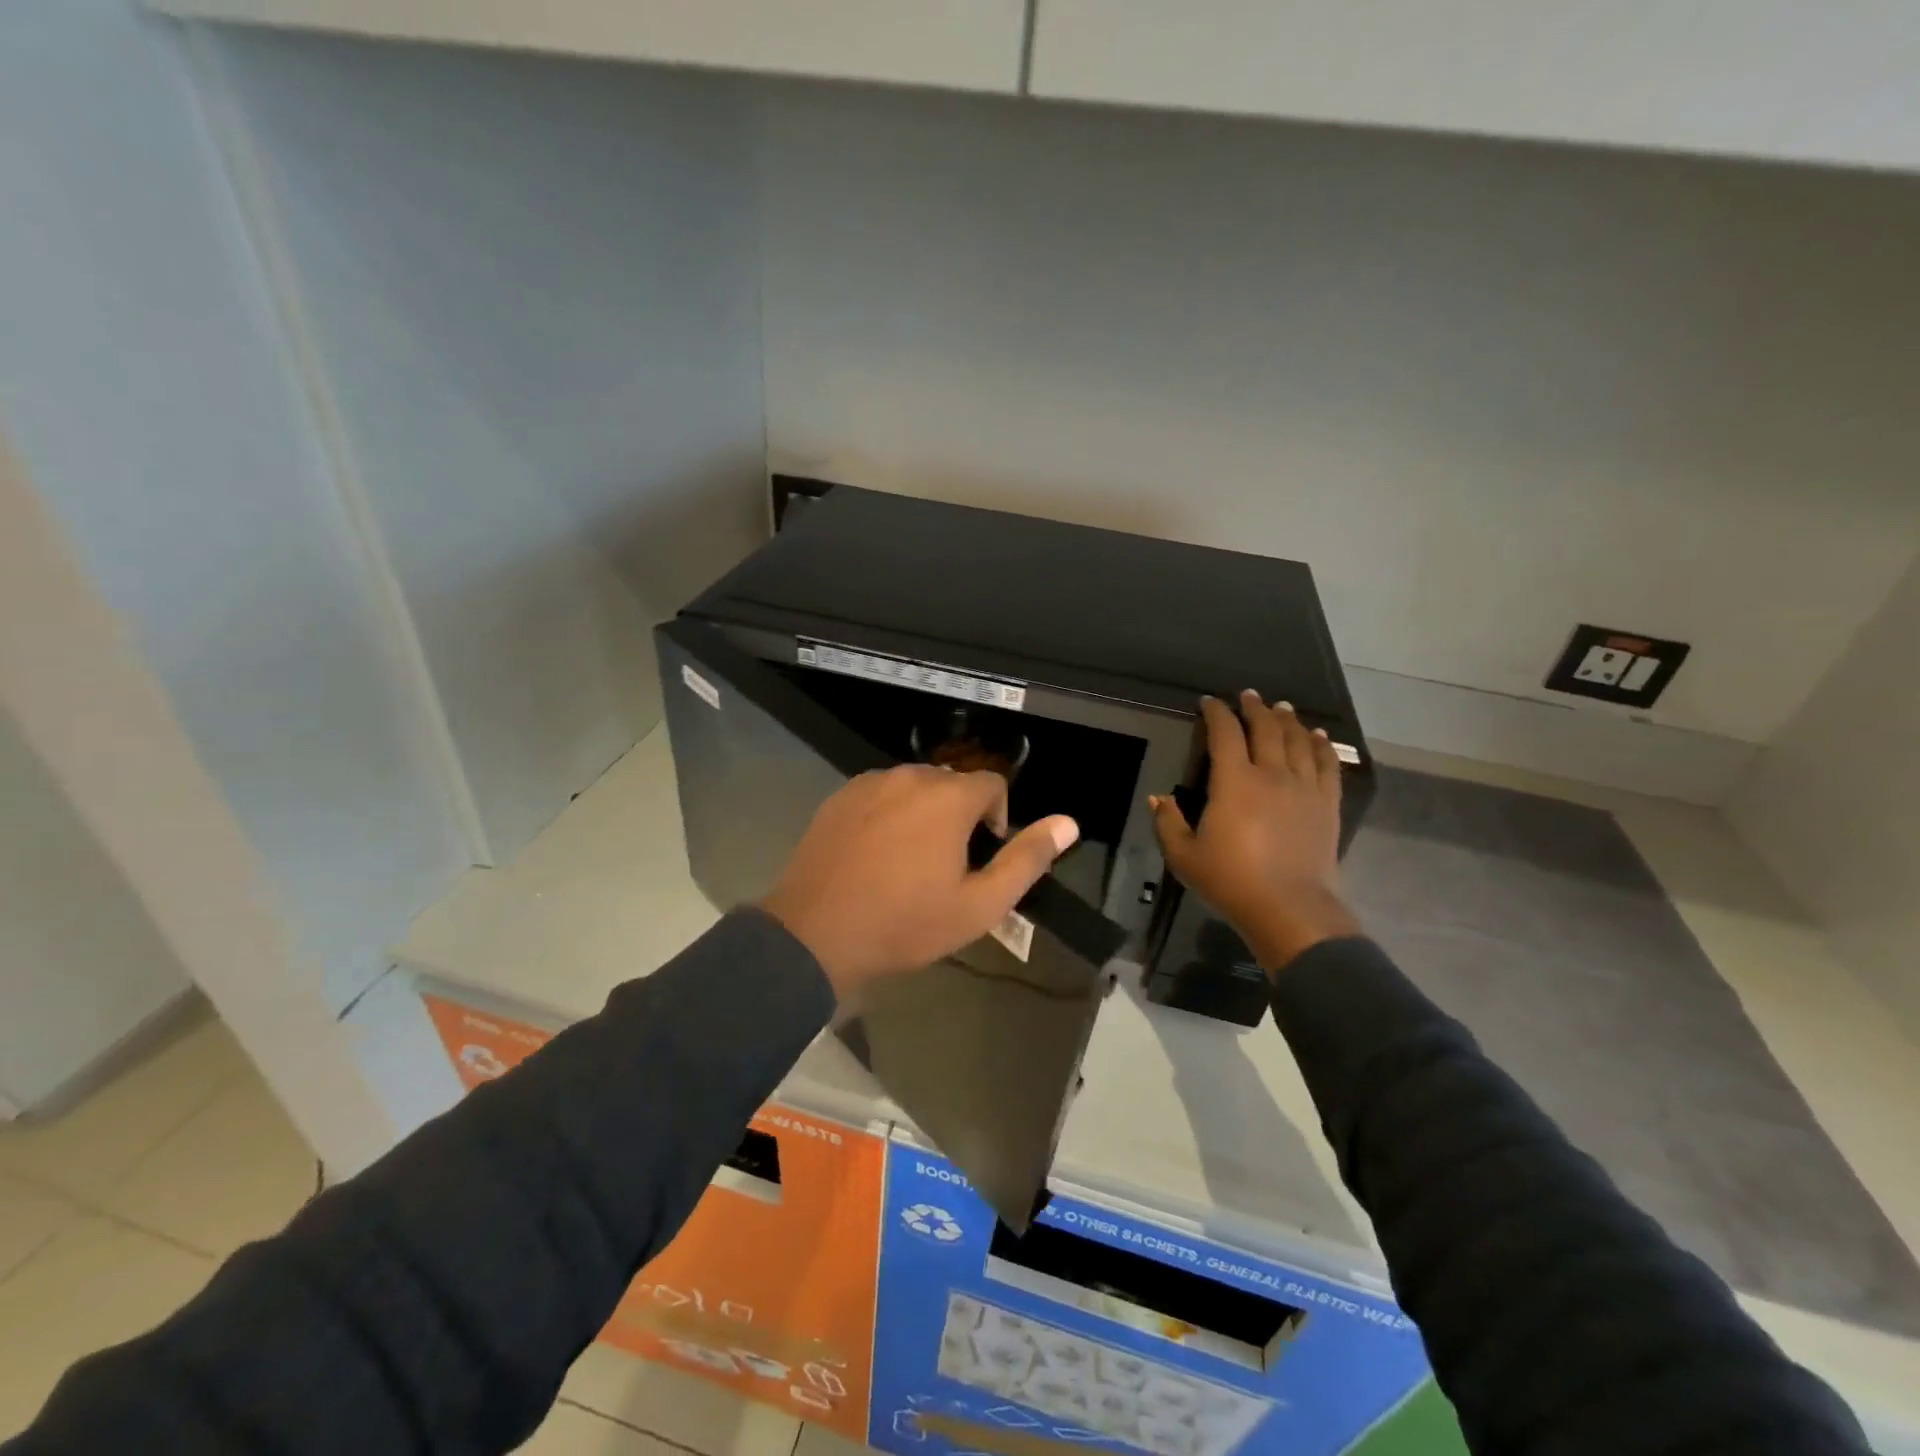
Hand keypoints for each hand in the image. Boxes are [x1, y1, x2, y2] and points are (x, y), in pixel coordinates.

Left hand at [760, 766, 1079, 1001]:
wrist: (816, 934)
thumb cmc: (905, 924)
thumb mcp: (979, 905)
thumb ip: (1027, 859)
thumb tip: (1069, 823)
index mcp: (948, 797)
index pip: (993, 785)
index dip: (997, 820)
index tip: (981, 860)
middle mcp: (909, 776)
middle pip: (952, 785)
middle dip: (960, 818)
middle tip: (946, 868)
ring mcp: (869, 783)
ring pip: (914, 789)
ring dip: (923, 815)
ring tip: (909, 864)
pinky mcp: (839, 797)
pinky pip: (879, 795)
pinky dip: (888, 815)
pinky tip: (875, 856)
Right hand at [1151, 691, 1361, 973]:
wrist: (1290, 909)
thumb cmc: (1231, 881)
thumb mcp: (1184, 856)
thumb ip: (1167, 823)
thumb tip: (1157, 798)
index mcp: (1234, 782)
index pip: (1224, 734)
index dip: (1216, 713)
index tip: (1209, 702)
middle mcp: (1271, 774)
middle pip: (1265, 729)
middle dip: (1255, 708)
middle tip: (1248, 696)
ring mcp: (1304, 787)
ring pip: (1297, 741)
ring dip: (1287, 720)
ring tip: (1282, 707)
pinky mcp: (1327, 804)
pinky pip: (1327, 765)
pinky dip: (1321, 745)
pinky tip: (1317, 736)